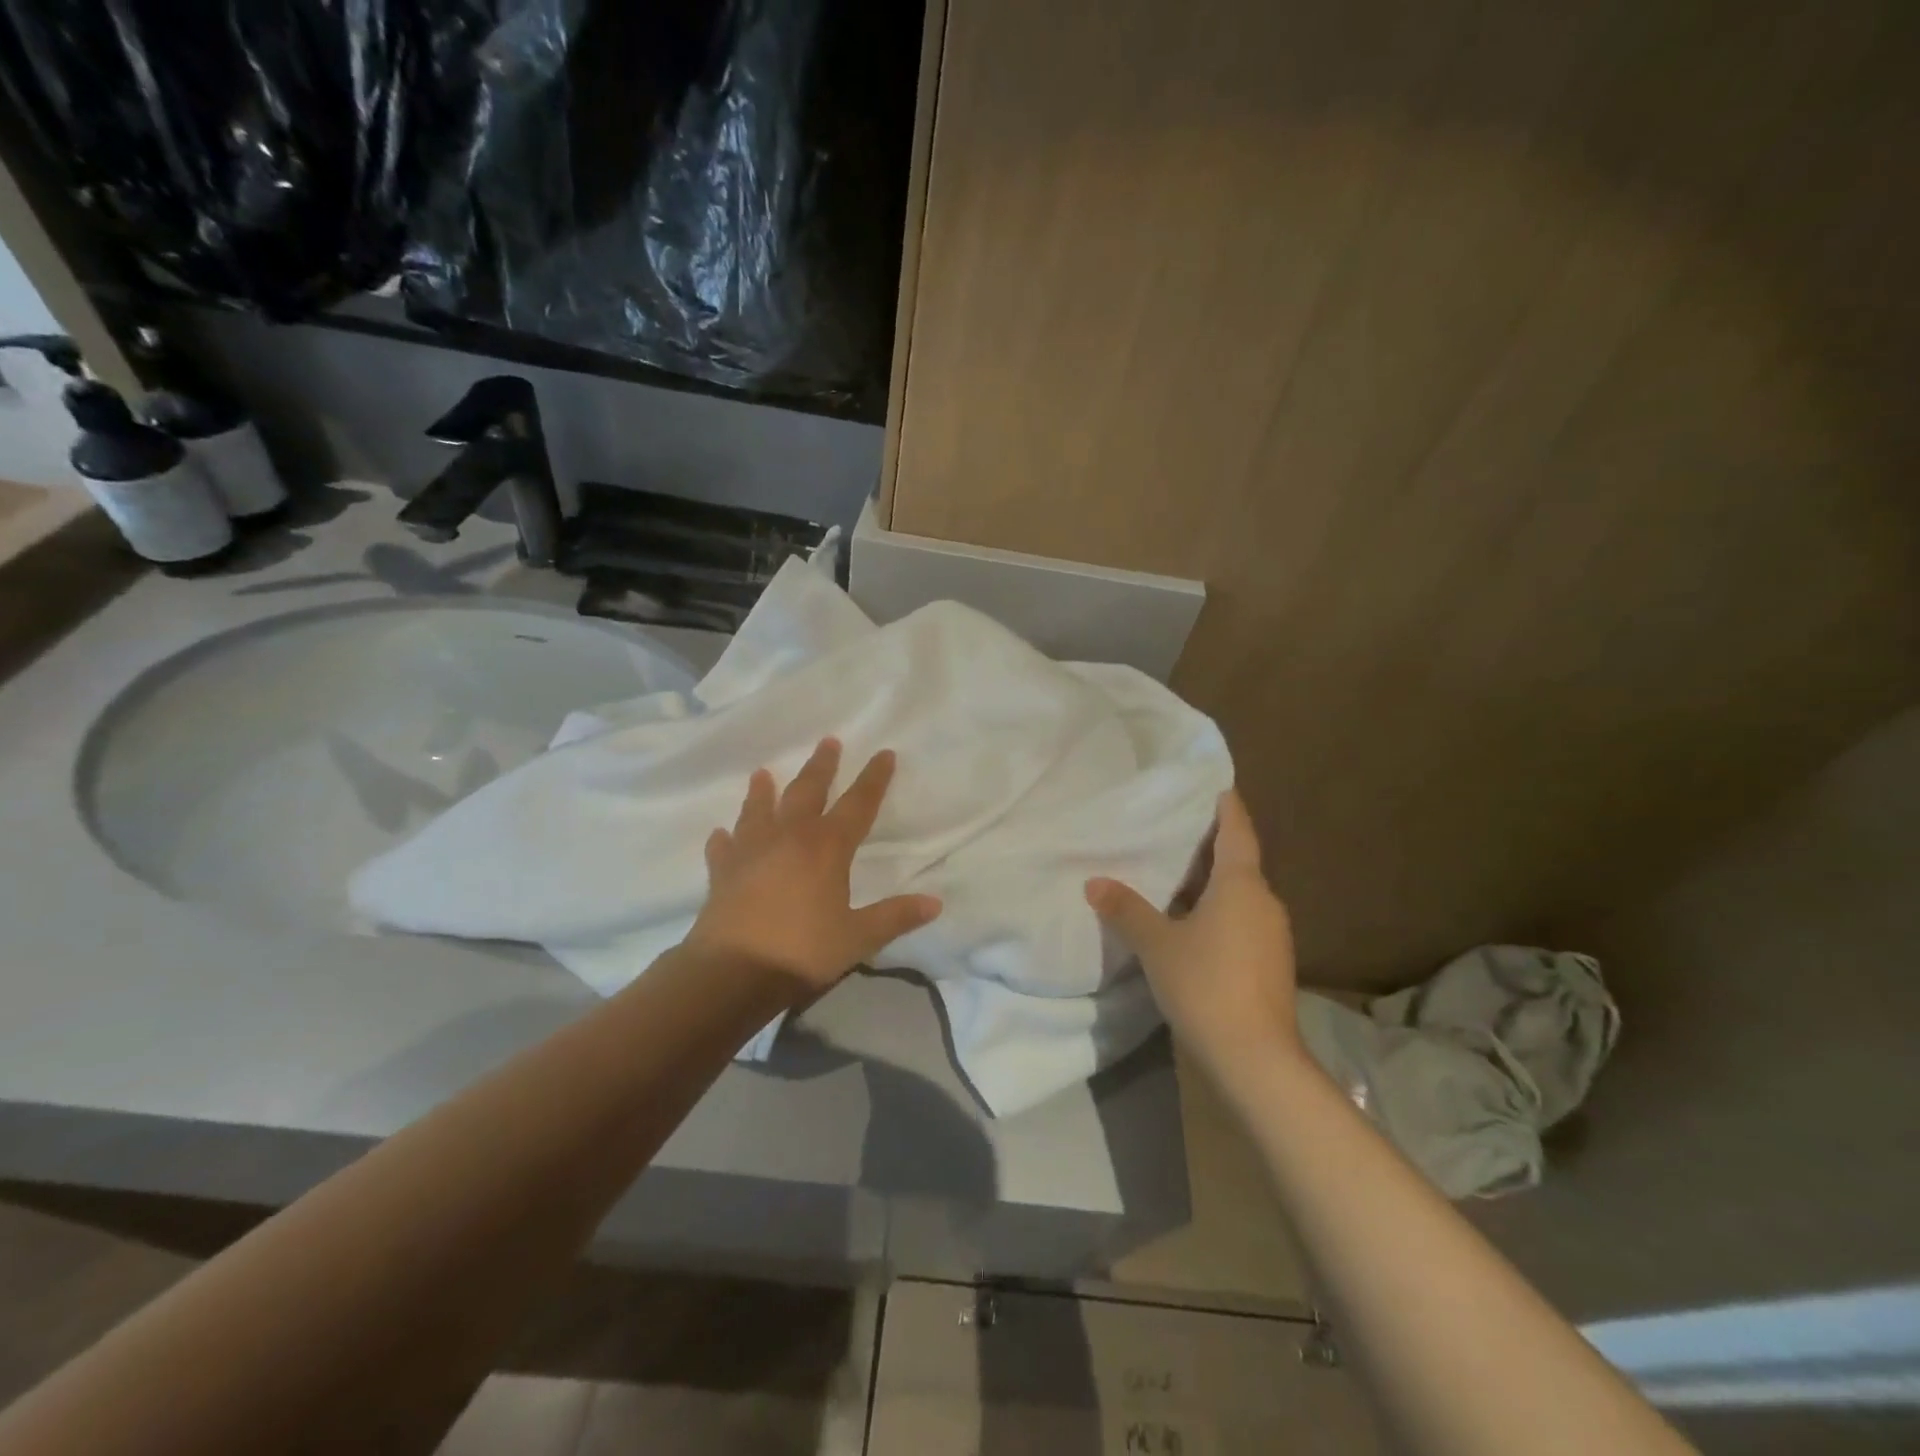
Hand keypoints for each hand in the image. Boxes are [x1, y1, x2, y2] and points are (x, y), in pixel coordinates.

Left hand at [687, 738, 941, 1000]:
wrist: (732, 974)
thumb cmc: (802, 951)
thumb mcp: (858, 938)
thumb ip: (895, 917)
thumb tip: (935, 903)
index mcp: (827, 847)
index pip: (858, 804)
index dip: (874, 779)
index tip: (884, 753)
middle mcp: (789, 838)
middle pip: (807, 792)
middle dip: (822, 767)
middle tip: (828, 741)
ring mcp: (751, 852)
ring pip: (759, 810)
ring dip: (763, 791)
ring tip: (763, 773)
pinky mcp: (723, 873)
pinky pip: (724, 848)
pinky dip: (725, 839)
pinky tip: (721, 834)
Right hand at [1086, 789, 1302, 1079]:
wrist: (1255, 1058)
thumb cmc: (1205, 984)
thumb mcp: (1157, 944)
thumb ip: (1126, 909)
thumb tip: (1094, 882)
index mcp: (1242, 885)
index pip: (1237, 831)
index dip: (1227, 807)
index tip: (1218, 786)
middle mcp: (1265, 902)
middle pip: (1239, 863)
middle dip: (1210, 848)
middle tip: (1175, 832)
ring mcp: (1273, 936)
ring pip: (1240, 896)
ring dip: (1212, 884)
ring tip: (1175, 877)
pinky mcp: (1271, 964)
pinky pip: (1242, 921)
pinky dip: (1219, 913)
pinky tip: (1191, 925)